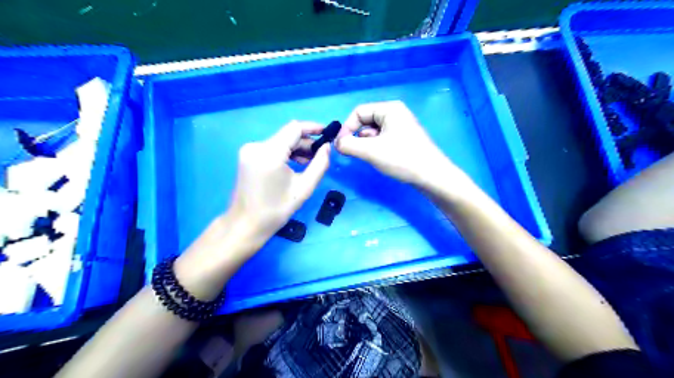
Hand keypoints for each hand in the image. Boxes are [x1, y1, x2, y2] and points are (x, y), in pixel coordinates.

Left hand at [226, 120, 331, 244]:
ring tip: (310, 163)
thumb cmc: (276, 210)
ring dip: (296, 148)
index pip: (294, 128)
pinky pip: (272, 148)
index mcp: (269, 153)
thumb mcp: (304, 188)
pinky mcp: (247, 156)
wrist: (245, 225)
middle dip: (306, 142)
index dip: (313, 128)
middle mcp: (256, 146)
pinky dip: (285, 153)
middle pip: (287, 135)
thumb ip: (319, 164)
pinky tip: (295, 165)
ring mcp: (249, 150)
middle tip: (321, 155)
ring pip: (280, 141)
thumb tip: (327, 147)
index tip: (327, 133)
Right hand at [336, 100, 451, 185]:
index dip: (346, 127)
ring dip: (366, 144)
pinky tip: (379, 159)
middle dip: (357, 137)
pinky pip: (382, 139)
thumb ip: (348, 145)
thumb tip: (337, 143)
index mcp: (389, 109)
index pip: (358, 112)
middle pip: (365, 121)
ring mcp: (401, 126)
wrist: (431, 176)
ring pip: (373, 132)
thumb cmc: (402, 158)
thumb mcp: (371, 151)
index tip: (341, 146)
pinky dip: (376, 147)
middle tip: (354, 153)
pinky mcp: (404, 139)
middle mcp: (395, 113)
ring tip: (369, 157)